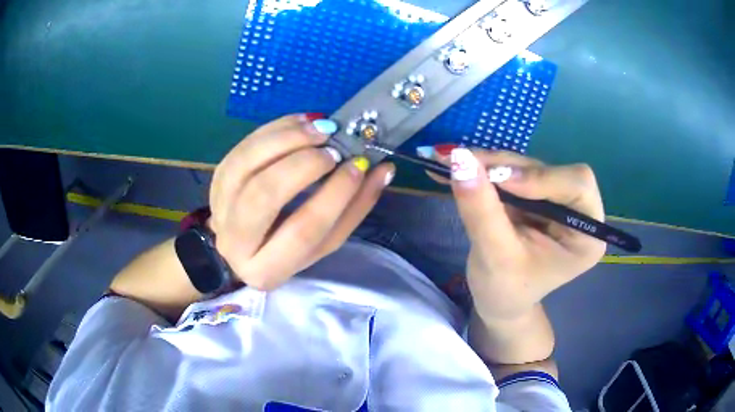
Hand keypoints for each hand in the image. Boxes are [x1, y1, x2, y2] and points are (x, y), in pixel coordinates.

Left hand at [208, 114, 394, 289]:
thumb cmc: (288, 247)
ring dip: (287, 139)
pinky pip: (242, 147)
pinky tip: (302, 122)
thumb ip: (354, 209)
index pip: (303, 230)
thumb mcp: (323, 242)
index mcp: (268, 269)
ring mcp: (220, 207)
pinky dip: (274, 129)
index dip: (335, 194)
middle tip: (333, 148)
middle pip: (265, 194)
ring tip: (320, 128)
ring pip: (246, 164)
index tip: (359, 165)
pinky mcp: (217, 180)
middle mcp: (236, 242)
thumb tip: (383, 170)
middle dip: (304, 164)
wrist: (239, 245)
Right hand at [448, 148, 605, 320]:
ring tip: (450, 163)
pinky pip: (512, 171)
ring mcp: (556, 200)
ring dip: (489, 164)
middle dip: (506, 167)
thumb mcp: (494, 256)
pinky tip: (458, 166)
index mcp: (586, 235)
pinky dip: (484, 169)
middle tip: (462, 163)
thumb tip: (459, 159)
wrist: (498, 301)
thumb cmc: (505, 291)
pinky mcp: (536, 194)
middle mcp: (578, 211)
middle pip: (548, 170)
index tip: (498, 179)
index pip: (577, 185)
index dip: (540, 176)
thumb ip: (481, 210)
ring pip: (526, 166)